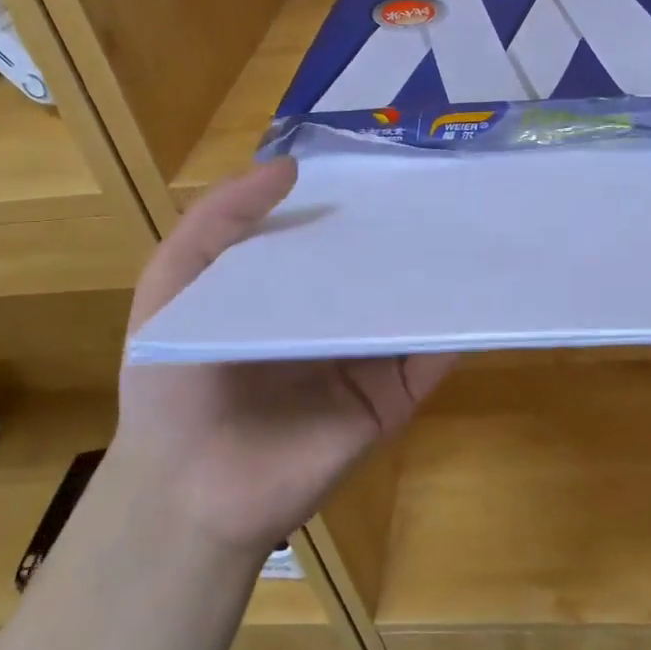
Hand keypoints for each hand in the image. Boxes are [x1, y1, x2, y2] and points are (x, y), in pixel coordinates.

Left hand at [113, 158, 454, 558]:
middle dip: (408, 235)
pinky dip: (455, 332)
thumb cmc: (172, 379)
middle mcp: (331, 319)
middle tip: (449, 188)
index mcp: (286, 290)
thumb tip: (291, 165)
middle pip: (378, 270)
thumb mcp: (175, 281)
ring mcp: (365, 360)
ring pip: (411, 310)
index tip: (394, 161)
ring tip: (475, 231)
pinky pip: (430, 361)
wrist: (187, 488)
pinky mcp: (390, 400)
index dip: (356, 201)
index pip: (331, 236)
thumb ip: (220, 219)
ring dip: (440, 278)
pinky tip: (478, 296)